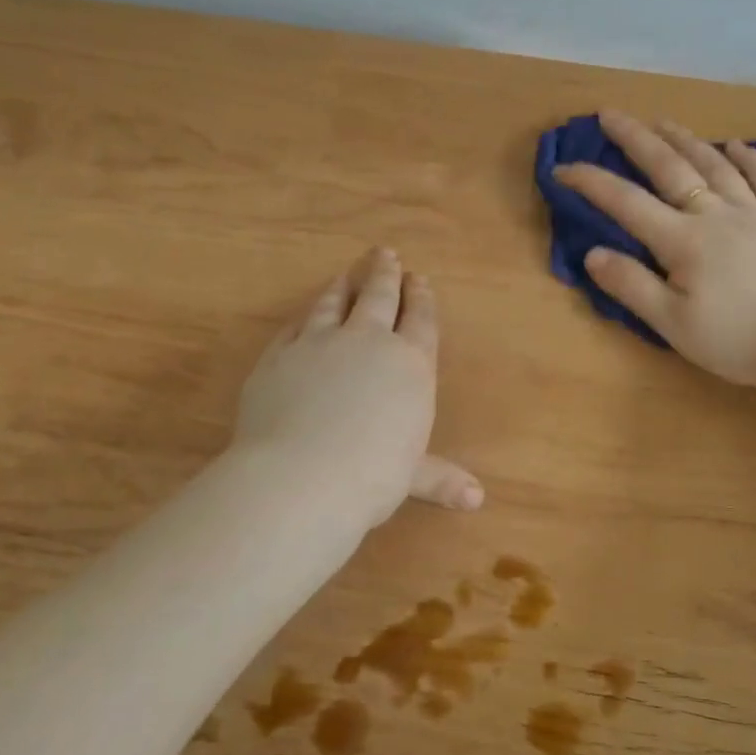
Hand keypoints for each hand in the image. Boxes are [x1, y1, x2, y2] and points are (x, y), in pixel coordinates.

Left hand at [232, 249, 482, 530]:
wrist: (302, 475)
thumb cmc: (373, 475)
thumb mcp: (412, 476)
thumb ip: (441, 478)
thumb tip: (477, 500)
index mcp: (409, 364)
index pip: (420, 320)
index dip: (421, 298)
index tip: (419, 278)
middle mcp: (367, 342)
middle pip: (379, 297)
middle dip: (385, 274)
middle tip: (385, 254)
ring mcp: (319, 343)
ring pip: (333, 303)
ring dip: (343, 285)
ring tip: (346, 273)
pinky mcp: (278, 355)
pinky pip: (294, 326)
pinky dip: (304, 316)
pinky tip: (305, 314)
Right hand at [553, 109, 755, 391]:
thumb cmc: (737, 342)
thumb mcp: (673, 324)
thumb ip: (632, 286)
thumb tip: (593, 253)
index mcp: (684, 241)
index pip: (626, 203)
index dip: (591, 183)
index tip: (562, 168)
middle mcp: (717, 215)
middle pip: (671, 168)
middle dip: (637, 139)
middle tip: (611, 115)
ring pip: (717, 167)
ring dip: (687, 140)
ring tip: (664, 121)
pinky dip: (752, 160)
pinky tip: (739, 145)